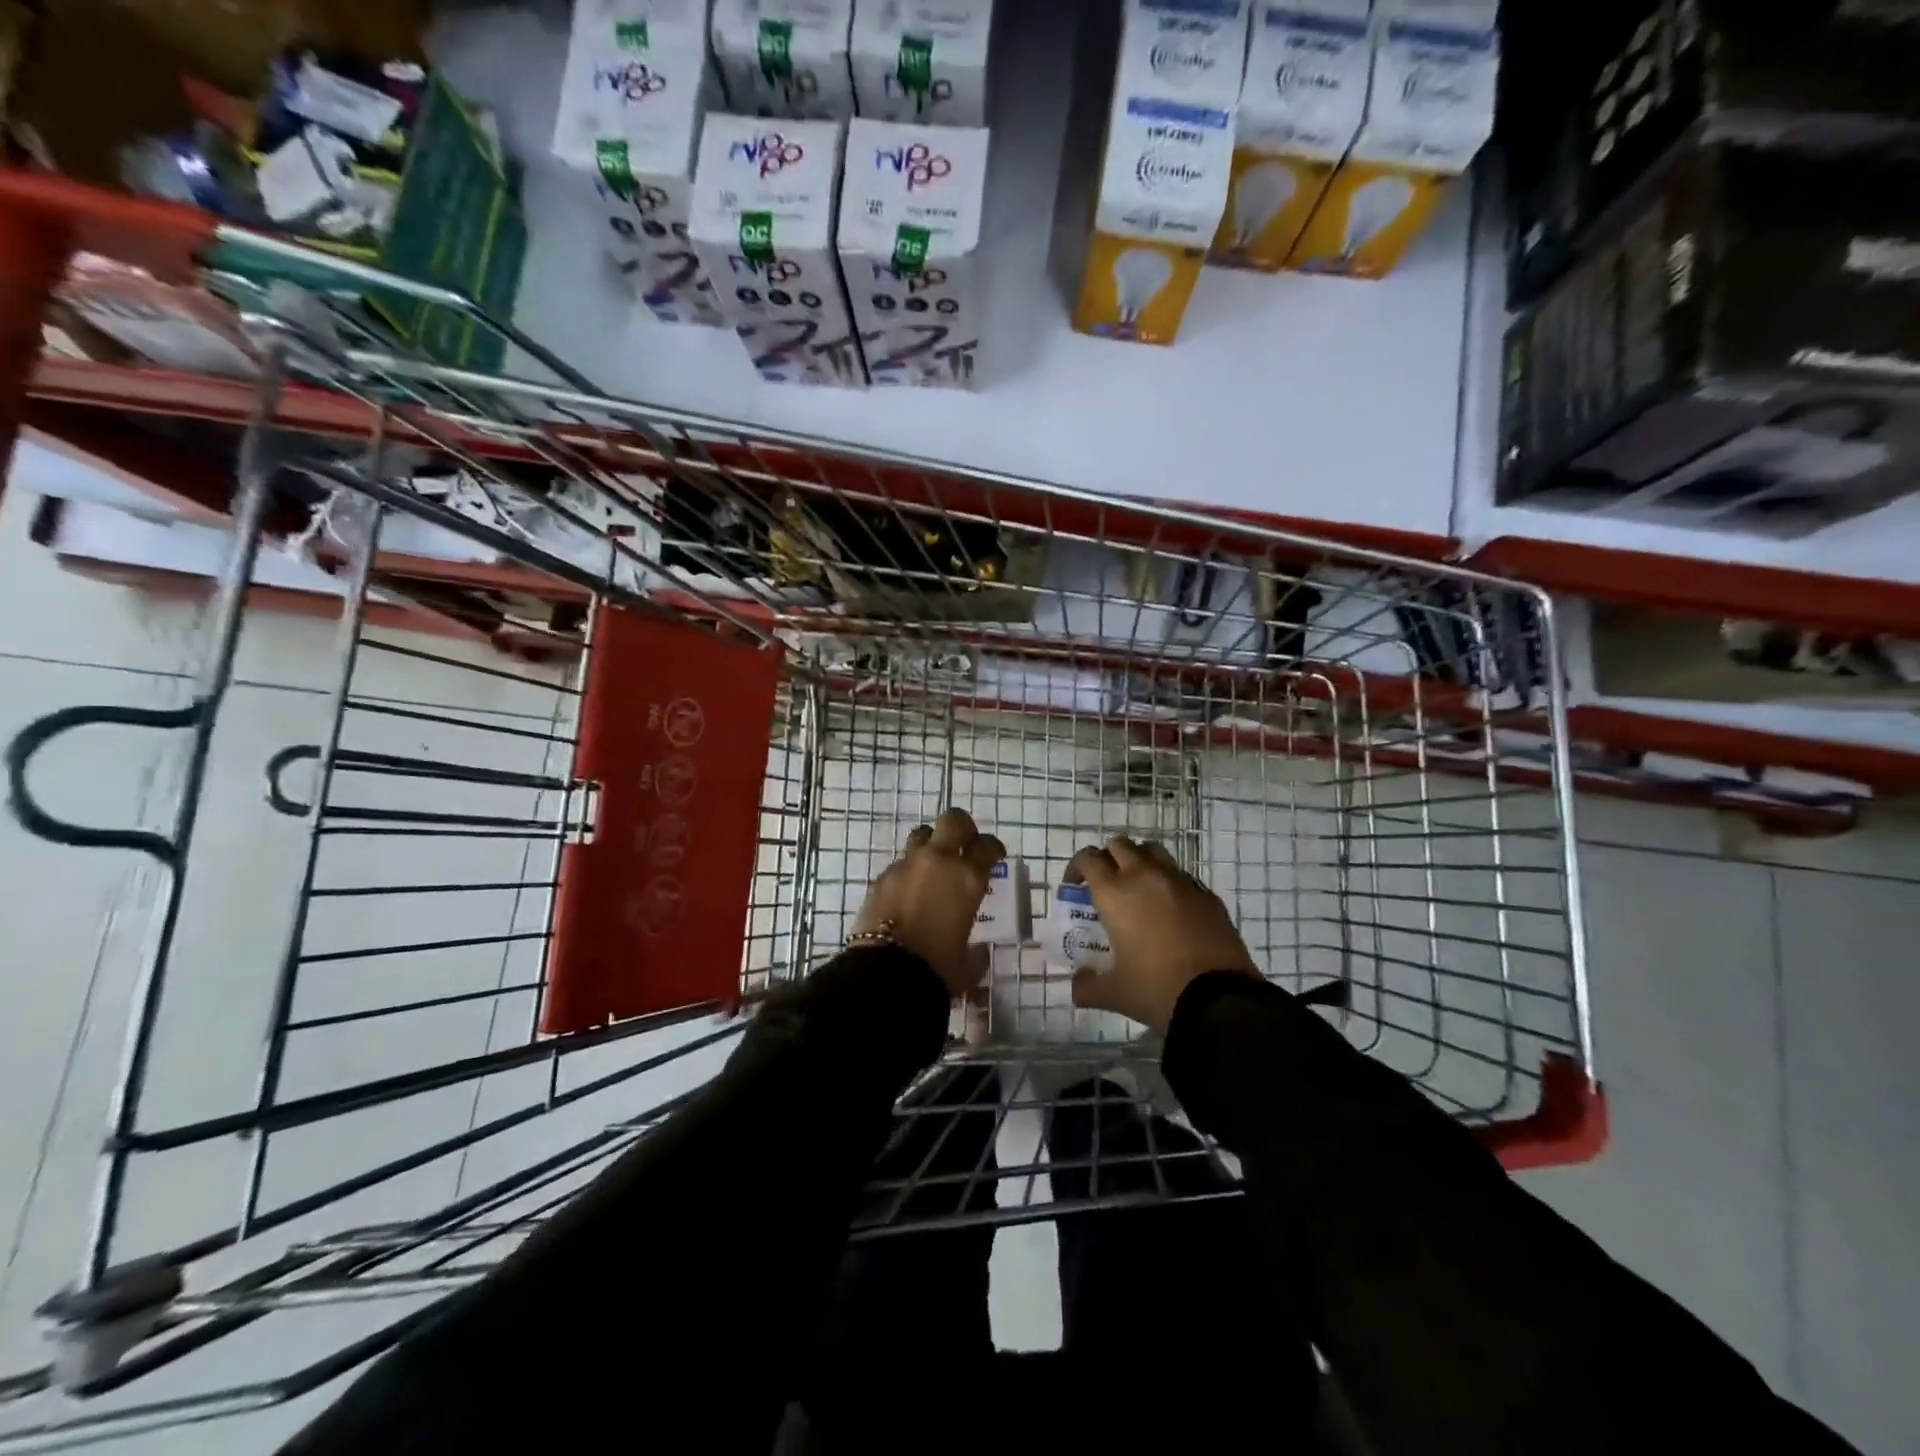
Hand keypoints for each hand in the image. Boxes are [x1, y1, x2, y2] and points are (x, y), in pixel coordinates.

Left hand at [852, 808, 1005, 997]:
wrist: (885, 973)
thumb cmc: (937, 968)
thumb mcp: (967, 964)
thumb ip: (976, 952)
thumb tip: (977, 952)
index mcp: (968, 877)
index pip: (987, 846)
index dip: (993, 848)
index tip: (993, 856)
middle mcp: (939, 861)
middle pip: (953, 820)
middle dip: (961, 828)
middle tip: (964, 844)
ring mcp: (907, 865)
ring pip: (922, 835)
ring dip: (931, 844)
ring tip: (933, 864)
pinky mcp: (882, 876)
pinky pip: (900, 863)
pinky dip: (908, 871)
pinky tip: (908, 892)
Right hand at [1066, 835, 1261, 1031]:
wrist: (1220, 998)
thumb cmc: (1157, 989)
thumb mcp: (1115, 993)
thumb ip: (1087, 986)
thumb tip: (1076, 986)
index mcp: (1116, 893)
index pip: (1089, 859)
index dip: (1077, 867)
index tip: (1074, 886)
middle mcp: (1146, 876)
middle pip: (1120, 845)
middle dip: (1108, 859)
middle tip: (1106, 885)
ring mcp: (1180, 882)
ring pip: (1153, 851)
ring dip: (1140, 861)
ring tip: (1138, 889)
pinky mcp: (1207, 895)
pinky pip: (1182, 876)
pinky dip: (1169, 884)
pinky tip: (1171, 911)